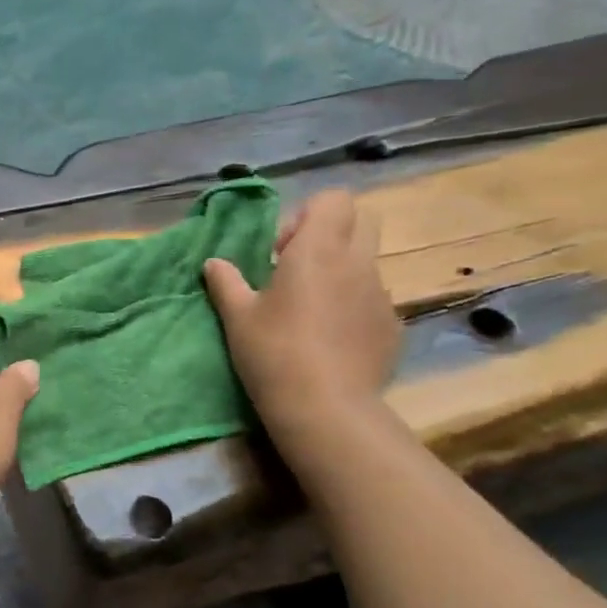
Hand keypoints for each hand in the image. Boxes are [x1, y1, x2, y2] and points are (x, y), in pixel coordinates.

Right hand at [203, 189, 399, 435]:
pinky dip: (353, 307)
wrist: (325, 408)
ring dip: (340, 273)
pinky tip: (330, 340)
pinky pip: (373, 301)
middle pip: (361, 221)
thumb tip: (214, 263)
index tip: (280, 250)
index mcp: (318, 250)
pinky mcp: (392, 326)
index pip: (333, 199)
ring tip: (311, 312)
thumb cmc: (273, 352)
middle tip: (297, 269)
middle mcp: (357, 263)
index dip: (306, 216)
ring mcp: (381, 295)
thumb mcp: (237, 317)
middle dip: (332, 234)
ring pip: (366, 264)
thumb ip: (226, 282)